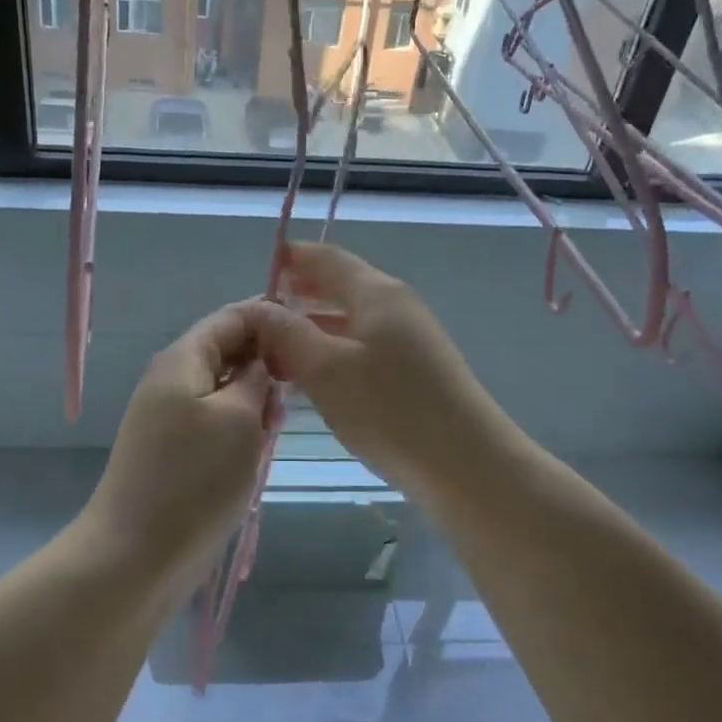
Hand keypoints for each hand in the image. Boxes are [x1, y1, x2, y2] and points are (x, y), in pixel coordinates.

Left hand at [82, 303, 277, 590]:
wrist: (134, 556)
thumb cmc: (194, 480)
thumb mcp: (239, 419)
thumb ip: (255, 378)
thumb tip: (261, 359)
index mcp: (183, 359)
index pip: (232, 316)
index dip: (271, 319)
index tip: (311, 342)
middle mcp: (171, 379)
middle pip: (227, 351)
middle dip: (264, 367)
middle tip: (292, 400)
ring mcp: (168, 416)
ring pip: (223, 389)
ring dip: (253, 402)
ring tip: (273, 432)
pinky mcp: (171, 449)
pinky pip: (213, 420)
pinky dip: (238, 428)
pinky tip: (254, 452)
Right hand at [249, 244, 506, 496]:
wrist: (465, 464)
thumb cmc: (389, 409)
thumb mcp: (325, 369)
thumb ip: (286, 333)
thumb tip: (256, 306)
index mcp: (376, 293)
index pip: (327, 258)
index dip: (292, 257)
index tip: (262, 264)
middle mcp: (395, 306)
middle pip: (340, 286)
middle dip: (299, 294)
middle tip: (258, 313)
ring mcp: (408, 340)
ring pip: (349, 321)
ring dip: (312, 327)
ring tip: (274, 346)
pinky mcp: (412, 372)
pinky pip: (361, 347)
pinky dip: (332, 351)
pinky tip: (311, 376)